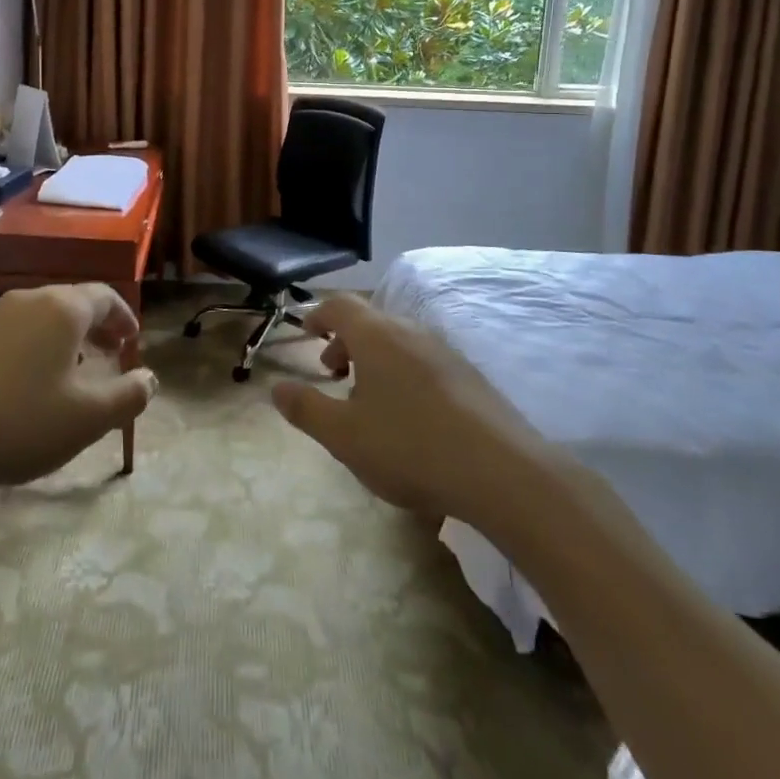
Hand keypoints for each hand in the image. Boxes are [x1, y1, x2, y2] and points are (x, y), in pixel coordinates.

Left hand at [0, 284, 156, 503]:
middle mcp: (27, 300)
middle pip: (71, 303)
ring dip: (62, 339)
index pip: (105, 296)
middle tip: (109, 356)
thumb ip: (128, 396)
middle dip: (95, 327)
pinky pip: (10, 334)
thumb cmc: (19, 422)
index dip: (124, 317)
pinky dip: (30, 350)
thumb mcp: (87, 418)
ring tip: (69, 373)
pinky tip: (23, 386)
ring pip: (39, 318)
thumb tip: (150, 379)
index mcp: (62, 309)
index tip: (133, 341)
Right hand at [271, 294, 544, 519]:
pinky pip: (424, 361)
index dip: (319, 315)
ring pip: (399, 342)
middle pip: (370, 322)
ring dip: (375, 360)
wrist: (503, 472)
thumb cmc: (410, 447)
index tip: (308, 333)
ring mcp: (446, 352)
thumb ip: (306, 409)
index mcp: (376, 336)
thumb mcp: (344, 436)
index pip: (340, 306)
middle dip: (346, 343)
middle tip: (333, 374)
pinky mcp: (471, 377)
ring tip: (369, 401)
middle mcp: (411, 332)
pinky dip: (404, 374)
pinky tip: (410, 417)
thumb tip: (277, 388)